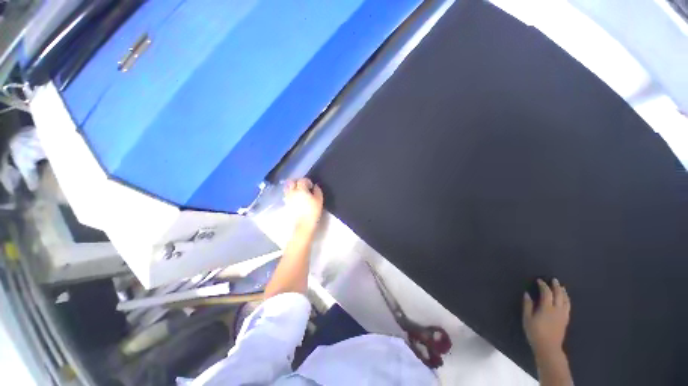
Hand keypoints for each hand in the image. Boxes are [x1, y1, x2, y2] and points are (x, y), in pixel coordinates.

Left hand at [284, 178, 323, 233]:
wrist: (303, 224)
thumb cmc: (313, 211)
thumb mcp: (319, 200)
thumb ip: (317, 191)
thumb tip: (315, 186)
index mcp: (301, 189)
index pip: (302, 180)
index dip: (307, 181)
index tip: (311, 186)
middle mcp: (293, 192)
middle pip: (292, 182)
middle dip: (297, 181)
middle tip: (303, 186)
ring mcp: (288, 197)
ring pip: (287, 187)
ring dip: (292, 187)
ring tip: (298, 191)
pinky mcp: (286, 203)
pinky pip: (287, 194)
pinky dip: (290, 193)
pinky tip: (295, 197)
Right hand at [523, 278, 570, 357]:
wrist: (548, 347)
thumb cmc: (535, 332)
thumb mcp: (527, 318)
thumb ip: (528, 305)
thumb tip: (527, 294)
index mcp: (547, 308)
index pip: (547, 293)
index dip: (543, 285)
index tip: (539, 280)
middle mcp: (557, 310)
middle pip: (559, 295)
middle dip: (556, 287)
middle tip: (554, 280)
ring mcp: (563, 315)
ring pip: (566, 301)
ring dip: (564, 293)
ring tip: (562, 287)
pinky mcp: (565, 320)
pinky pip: (568, 307)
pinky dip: (567, 300)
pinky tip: (565, 300)